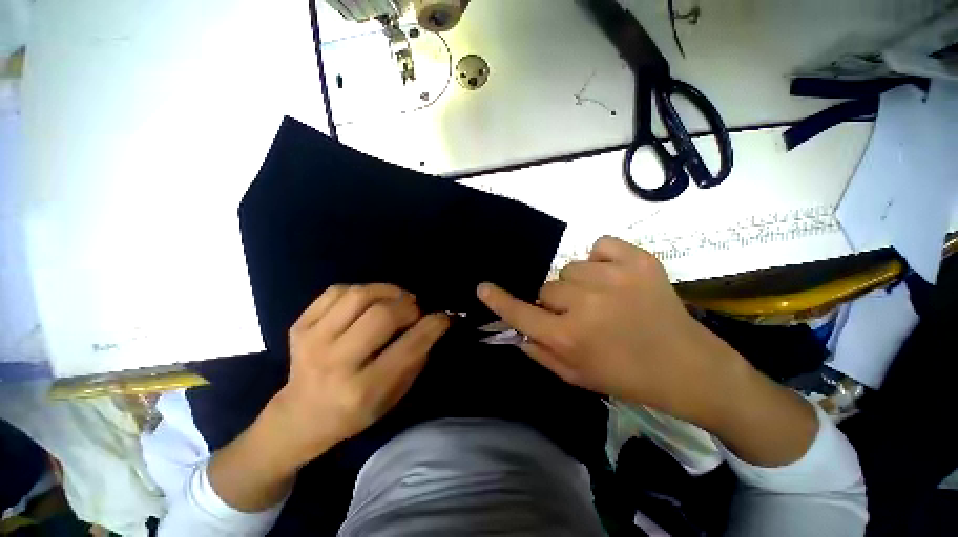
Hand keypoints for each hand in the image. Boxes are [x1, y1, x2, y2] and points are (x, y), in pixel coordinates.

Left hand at [270, 284, 449, 465]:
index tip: (443, 317)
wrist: (300, 416)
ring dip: (387, 292)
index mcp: (363, 389)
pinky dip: (362, 290)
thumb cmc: (355, 411)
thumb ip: (416, 357)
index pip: (408, 347)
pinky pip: (337, 291)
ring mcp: (312, 341)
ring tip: (396, 300)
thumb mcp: (394, 395)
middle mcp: (335, 363)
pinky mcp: (299, 326)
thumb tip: (433, 323)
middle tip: (415, 311)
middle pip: (382, 315)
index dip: (433, 325)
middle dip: (409, 307)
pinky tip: (370, 301)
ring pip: (359, 295)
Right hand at [477, 236, 748, 428]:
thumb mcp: (575, 376)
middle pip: (548, 287)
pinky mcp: (639, 260)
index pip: (520, 312)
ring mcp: (614, 278)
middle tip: (581, 314)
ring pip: (570, 268)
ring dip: (579, 284)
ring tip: (604, 298)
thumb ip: (539, 352)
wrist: (687, 366)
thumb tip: (516, 329)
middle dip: (557, 301)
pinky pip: (599, 245)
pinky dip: (602, 259)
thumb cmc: (626, 376)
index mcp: (569, 337)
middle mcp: (586, 305)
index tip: (483, 287)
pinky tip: (617, 278)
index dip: (498, 300)